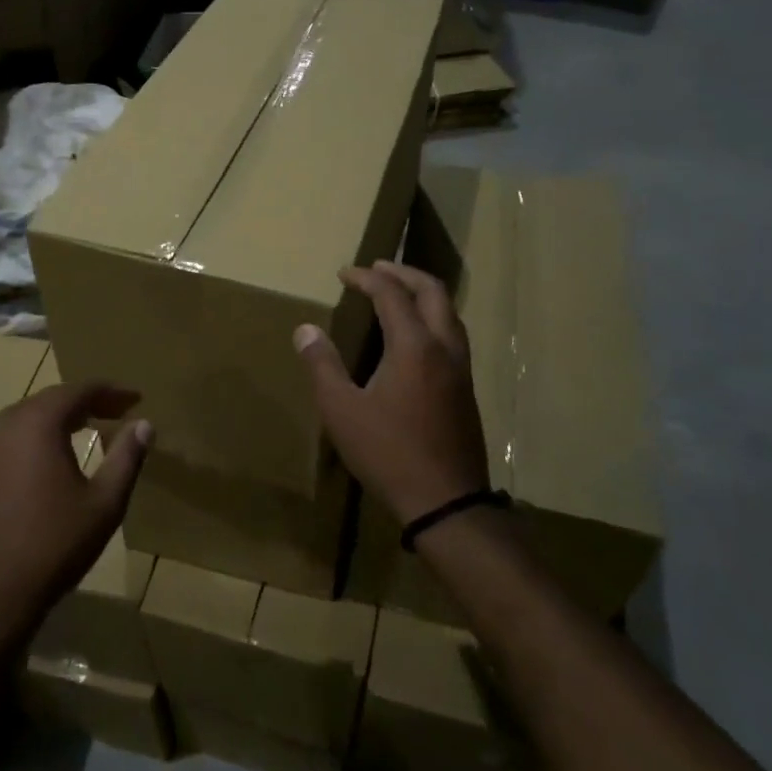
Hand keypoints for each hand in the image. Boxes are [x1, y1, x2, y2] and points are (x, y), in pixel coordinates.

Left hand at [0, 381, 152, 651]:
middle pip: (49, 401)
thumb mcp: (104, 503)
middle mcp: (3, 427)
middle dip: (84, 403)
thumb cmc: (54, 545)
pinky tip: (44, 467)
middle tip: (113, 412)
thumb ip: (126, 457)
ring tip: (83, 431)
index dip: (111, 391)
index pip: (79, 390)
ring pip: (23, 421)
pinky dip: (31, 444)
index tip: (135, 399)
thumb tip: (144, 424)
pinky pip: (5, 445)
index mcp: (37, 424)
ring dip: (55, 421)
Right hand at [295, 261, 491, 523]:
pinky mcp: (466, 389)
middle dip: (403, 273)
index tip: (343, 274)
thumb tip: (305, 330)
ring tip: (396, 293)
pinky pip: (452, 334)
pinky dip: (432, 317)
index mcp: (414, 346)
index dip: (366, 278)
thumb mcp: (342, 410)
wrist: (445, 501)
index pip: (391, 294)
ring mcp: (461, 369)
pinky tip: (414, 336)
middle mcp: (444, 347)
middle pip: (432, 291)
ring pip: (449, 313)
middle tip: (377, 268)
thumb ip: (323, 365)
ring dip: (422, 293)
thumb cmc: (388, 453)